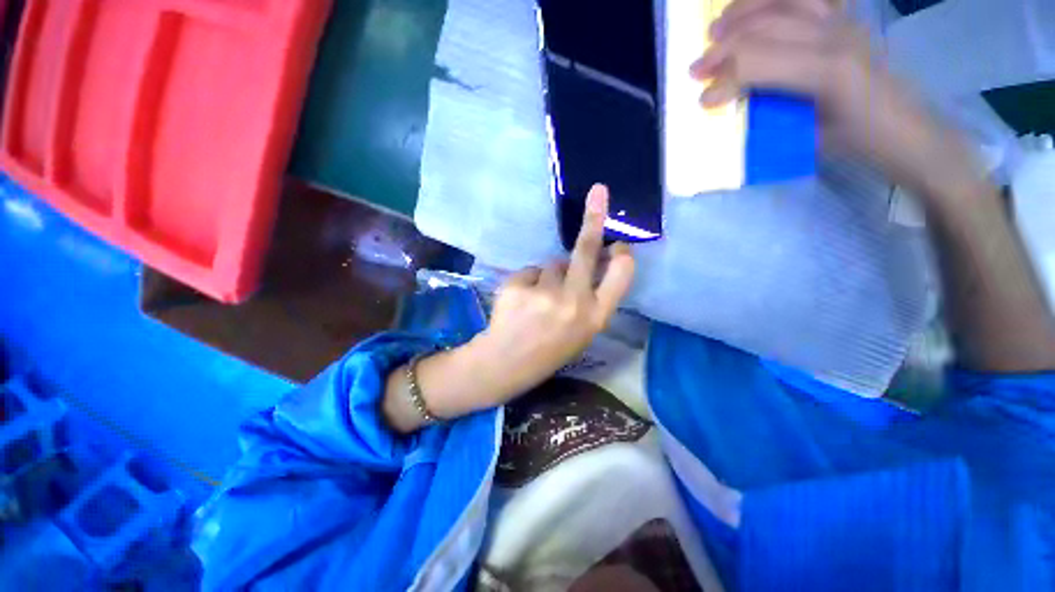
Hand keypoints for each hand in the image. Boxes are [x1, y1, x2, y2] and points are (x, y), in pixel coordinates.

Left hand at [471, 184, 635, 401]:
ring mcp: (545, 294)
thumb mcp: (581, 331)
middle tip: (599, 192)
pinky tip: (521, 302)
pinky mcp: (519, 286)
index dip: (622, 257)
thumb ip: (592, 298)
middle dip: (594, 219)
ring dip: (548, 276)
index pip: (621, 277)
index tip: (620, 244)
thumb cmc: (549, 349)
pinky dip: (528, 281)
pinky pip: (530, 272)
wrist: (507, 363)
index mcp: (595, 318)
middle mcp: (575, 302)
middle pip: (586, 252)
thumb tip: (595, 260)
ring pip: (552, 265)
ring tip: (537, 302)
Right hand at [690, 0, 972, 194]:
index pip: (760, 62)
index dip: (725, 79)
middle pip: (766, 27)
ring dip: (744, 10)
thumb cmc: (857, 142)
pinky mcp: (846, 19)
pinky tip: (756, 7)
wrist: (905, 129)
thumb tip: (736, 105)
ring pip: (784, 0)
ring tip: (717, 26)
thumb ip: (772, 115)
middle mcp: (835, 36)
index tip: (702, 101)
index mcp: (827, 71)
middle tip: (696, 67)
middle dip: (724, 47)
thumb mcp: (807, 139)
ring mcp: (843, 22)